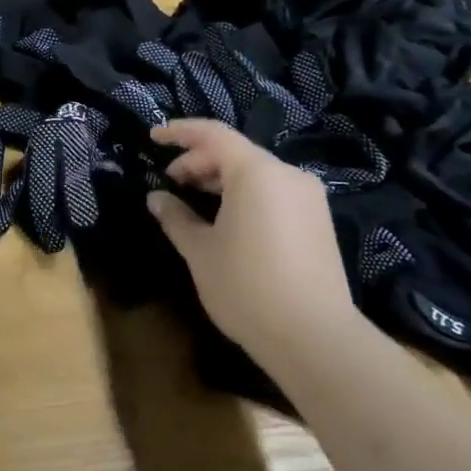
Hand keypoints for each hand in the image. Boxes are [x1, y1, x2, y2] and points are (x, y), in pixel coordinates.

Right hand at [145, 120, 360, 358]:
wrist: (315, 339)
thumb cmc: (247, 286)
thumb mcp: (200, 250)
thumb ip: (176, 217)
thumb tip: (157, 198)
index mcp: (257, 173)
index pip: (213, 134)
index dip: (180, 132)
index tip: (153, 137)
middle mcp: (287, 175)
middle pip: (236, 152)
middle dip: (198, 160)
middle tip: (171, 181)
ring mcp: (308, 199)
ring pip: (256, 172)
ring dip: (221, 178)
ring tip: (194, 199)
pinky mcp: (318, 222)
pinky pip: (273, 192)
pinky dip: (244, 194)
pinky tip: (226, 218)